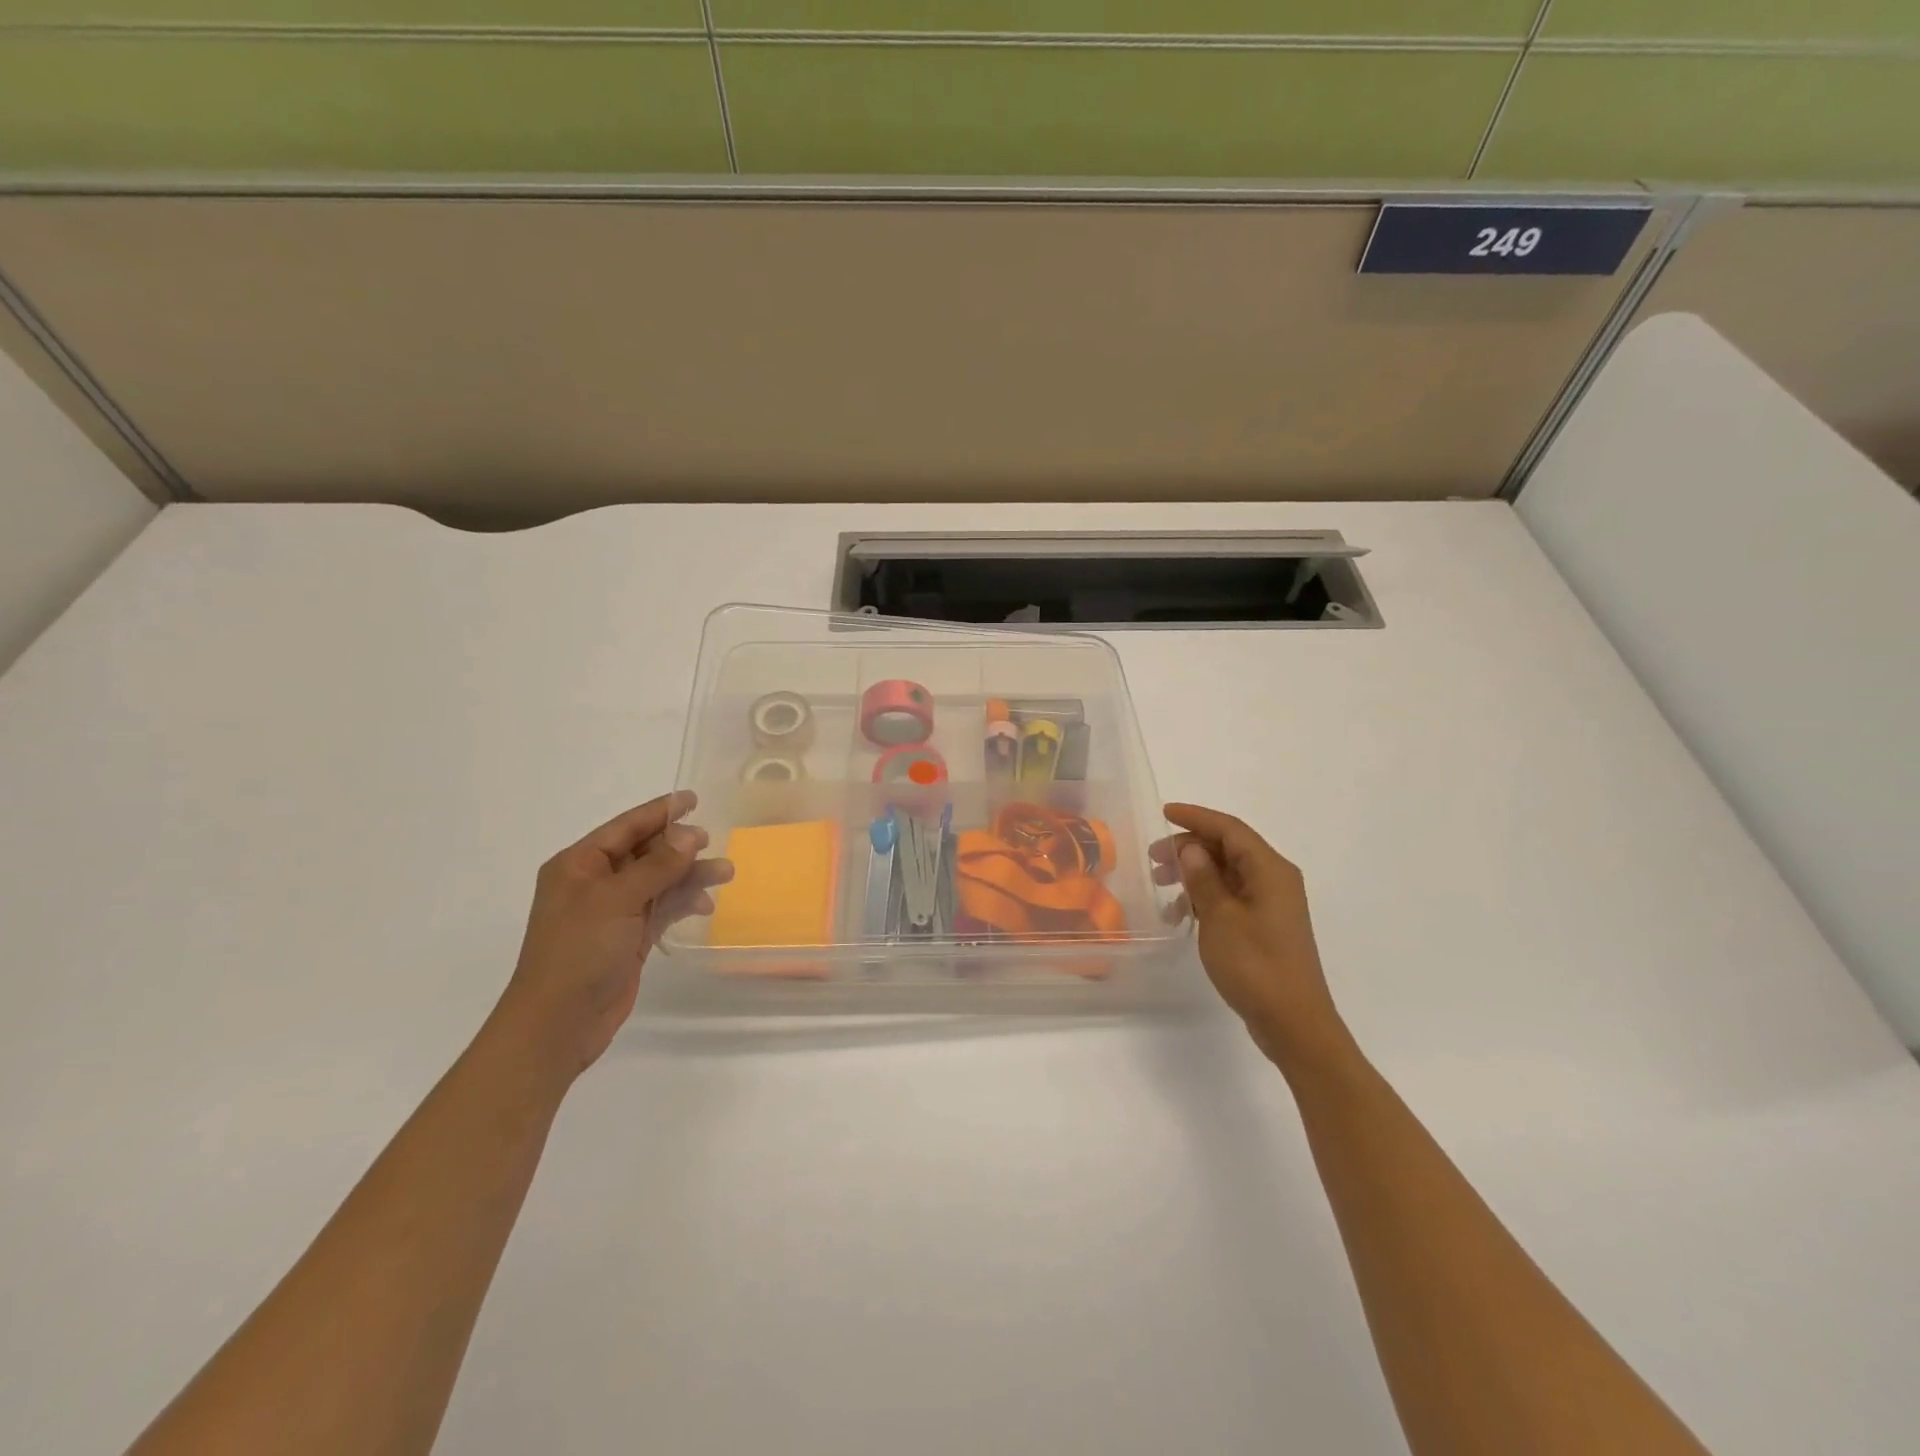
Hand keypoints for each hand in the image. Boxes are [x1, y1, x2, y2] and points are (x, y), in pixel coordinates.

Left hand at [490, 791, 732, 1082]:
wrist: (558, 1023)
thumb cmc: (578, 952)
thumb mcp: (616, 900)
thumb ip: (657, 866)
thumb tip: (689, 834)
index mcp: (579, 865)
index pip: (625, 827)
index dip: (659, 812)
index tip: (692, 798)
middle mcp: (595, 883)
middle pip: (646, 853)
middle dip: (680, 847)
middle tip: (711, 842)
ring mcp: (613, 912)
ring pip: (659, 881)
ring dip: (689, 876)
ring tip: (725, 874)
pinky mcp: (629, 937)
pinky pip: (662, 908)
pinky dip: (683, 903)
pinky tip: (705, 906)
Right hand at [1157, 803, 1349, 1067]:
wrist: (1294, 1023)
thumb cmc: (1256, 965)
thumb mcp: (1220, 918)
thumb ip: (1204, 878)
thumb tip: (1192, 848)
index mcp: (1270, 870)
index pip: (1229, 829)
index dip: (1195, 817)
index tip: (1163, 813)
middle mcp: (1275, 879)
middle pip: (1228, 848)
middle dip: (1189, 847)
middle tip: (1153, 859)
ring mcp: (1272, 904)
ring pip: (1227, 872)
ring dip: (1194, 873)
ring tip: (1161, 884)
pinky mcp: (1266, 926)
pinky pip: (1231, 896)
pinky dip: (1205, 897)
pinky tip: (1180, 914)